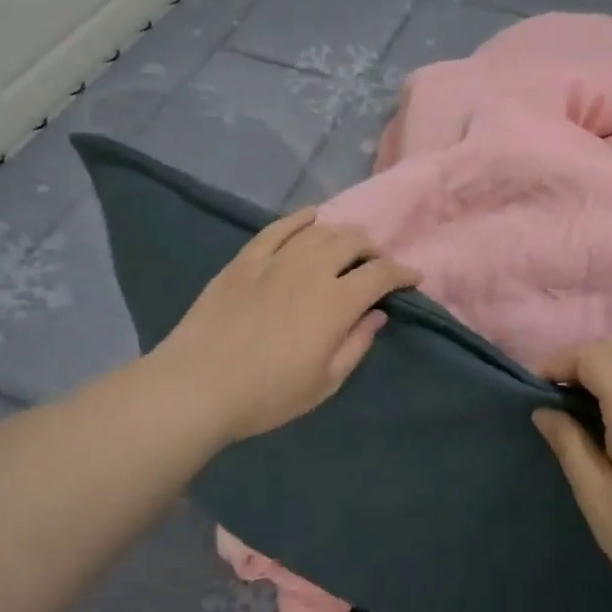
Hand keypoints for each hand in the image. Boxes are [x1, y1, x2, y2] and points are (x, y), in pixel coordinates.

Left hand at [150, 210, 420, 445]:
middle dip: (372, 249)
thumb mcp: (325, 383)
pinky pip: (277, 229)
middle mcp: (310, 270)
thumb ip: (356, 344)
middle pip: (351, 242)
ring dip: (341, 233)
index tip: (413, 277)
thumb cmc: (268, 395)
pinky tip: (310, 217)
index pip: (380, 274)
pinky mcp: (244, 261)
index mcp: (336, 302)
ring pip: (318, 231)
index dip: (402, 272)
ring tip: (348, 243)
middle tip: (376, 264)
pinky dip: (299, 219)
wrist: (198, 386)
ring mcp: (274, 261)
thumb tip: (376, 314)